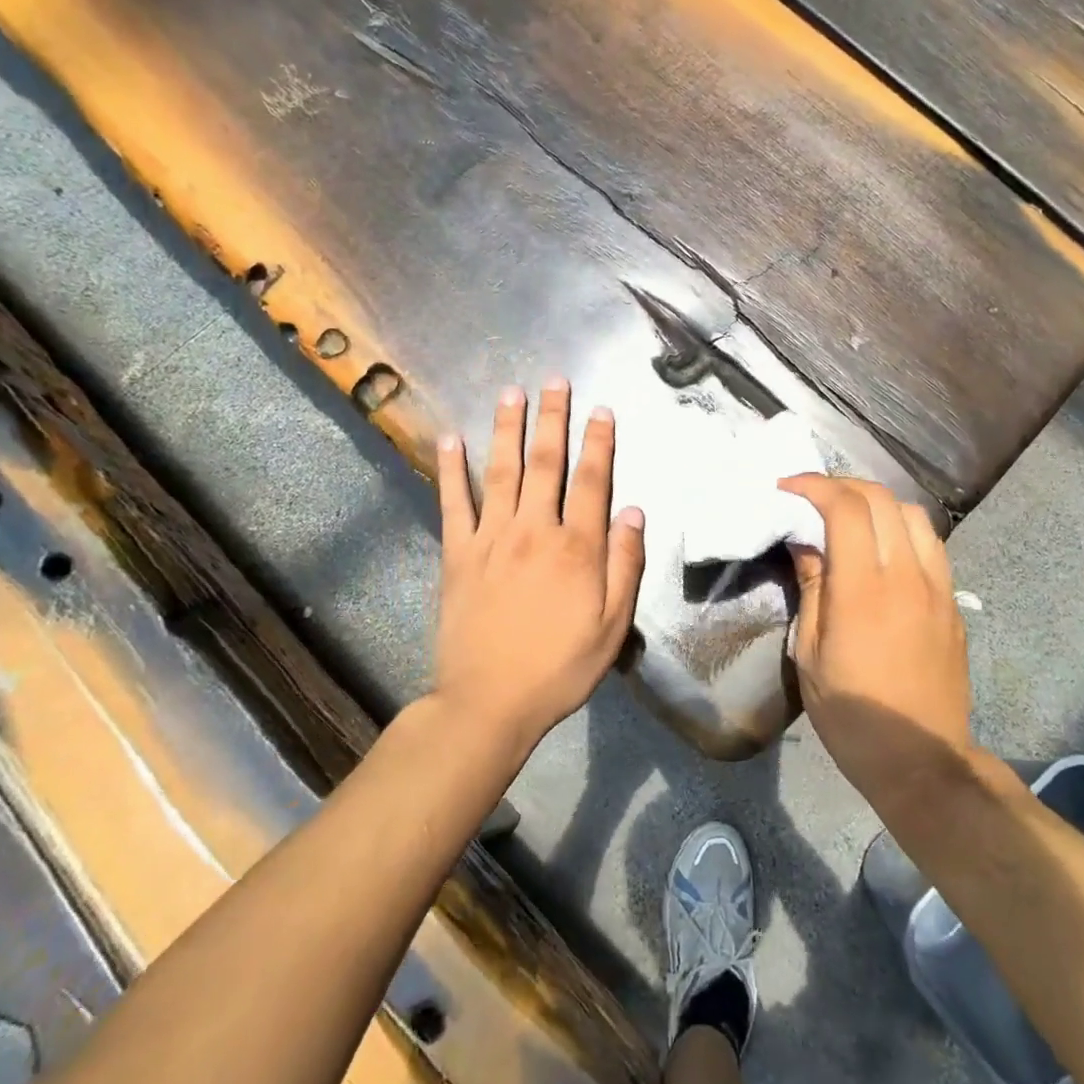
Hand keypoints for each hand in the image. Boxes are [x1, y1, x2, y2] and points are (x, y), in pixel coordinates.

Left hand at [434, 380, 646, 752]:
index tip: (602, 411)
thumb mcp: (612, 625)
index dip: (599, 443)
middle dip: (553, 419)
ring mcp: (491, 538)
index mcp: (576, 548)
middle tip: (555, 381)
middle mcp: (534, 530)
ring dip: (507, 428)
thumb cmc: (559, 667)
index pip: (592, 481)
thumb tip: (634, 512)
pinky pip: (453, 503)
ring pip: (502, 471)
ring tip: (511, 392)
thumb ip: (625, 564)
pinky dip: (450, 470)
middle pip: (546, 463)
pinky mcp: (458, 554)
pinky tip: (449, 440)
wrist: (489, 702)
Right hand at [780, 475, 971, 803]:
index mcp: (864, 590)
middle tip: (812, 497)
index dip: (815, 486)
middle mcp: (907, 575)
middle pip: (882, 500)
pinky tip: (882, 549)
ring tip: (850, 517)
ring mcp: (938, 587)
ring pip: (914, 515)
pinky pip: (931, 544)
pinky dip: (901, 528)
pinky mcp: (953, 603)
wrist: (922, 760)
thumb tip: (804, 540)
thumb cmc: (851, 714)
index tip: (788, 487)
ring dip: (877, 503)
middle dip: (843, 486)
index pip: (846, 508)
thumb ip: (812, 587)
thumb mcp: (811, 654)